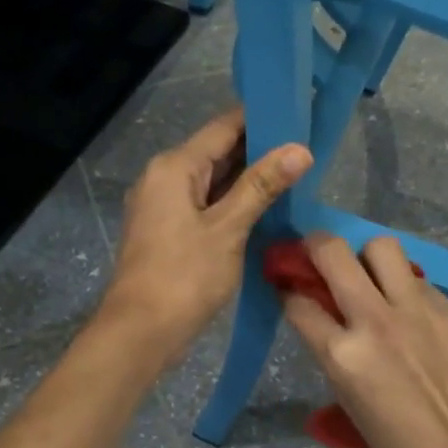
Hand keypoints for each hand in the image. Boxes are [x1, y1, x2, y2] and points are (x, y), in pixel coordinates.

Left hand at [102, 107, 311, 366]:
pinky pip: (206, 206)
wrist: (140, 332)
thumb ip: (261, 186)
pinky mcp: (169, 232)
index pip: (223, 127)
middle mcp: (164, 178)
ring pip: (212, 182)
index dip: (262, 120)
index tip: (300, 115)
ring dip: (249, 180)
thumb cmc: (183, 277)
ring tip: (297, 175)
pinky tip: (266, 209)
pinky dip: (233, 204)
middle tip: (308, 148)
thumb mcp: (227, 229)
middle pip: (217, 152)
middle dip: (260, 151)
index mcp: (174, 167)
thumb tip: (299, 149)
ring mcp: (164, 207)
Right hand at [279, 234, 447, 447]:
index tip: (292, 291)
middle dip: (316, 246)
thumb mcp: (346, 397)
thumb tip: (324, 317)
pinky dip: (405, 288)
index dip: (289, 294)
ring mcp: (415, 309)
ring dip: (367, 257)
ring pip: (381, 247)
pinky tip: (411, 312)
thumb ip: (332, 351)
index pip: (299, 304)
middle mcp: (374, 320)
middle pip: (333, 253)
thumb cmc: (395, 440)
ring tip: (371, 275)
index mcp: (342, 354)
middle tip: (319, 256)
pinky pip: (418, 279)